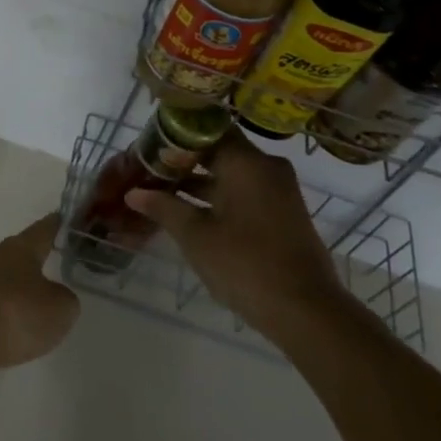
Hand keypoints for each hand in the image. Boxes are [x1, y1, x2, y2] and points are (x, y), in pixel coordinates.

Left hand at [0, 214, 80, 383]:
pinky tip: (19, 326)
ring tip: (43, 301)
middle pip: (25, 251)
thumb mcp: (60, 309)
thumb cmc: (17, 314)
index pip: (46, 227)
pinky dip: (11, 310)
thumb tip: (57, 296)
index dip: (61, 224)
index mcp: (22, 247)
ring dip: (25, 286)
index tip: (72, 220)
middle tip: (63, 261)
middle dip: (42, 256)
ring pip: (10, 278)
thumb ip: (66, 298)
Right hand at [126, 133, 342, 339]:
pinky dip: (220, 197)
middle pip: (219, 150)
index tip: (150, 144)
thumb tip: (133, 193)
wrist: (307, 312)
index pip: (207, 128)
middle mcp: (266, 167)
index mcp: (246, 162)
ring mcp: (278, 191)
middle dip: (184, 161)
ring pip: (232, 173)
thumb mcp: (196, 236)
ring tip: (162, 192)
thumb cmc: (246, 264)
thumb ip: (164, 208)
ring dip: (200, 182)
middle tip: (150, 169)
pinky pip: (245, 192)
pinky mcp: (283, 214)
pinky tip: (192, 213)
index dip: (176, 134)